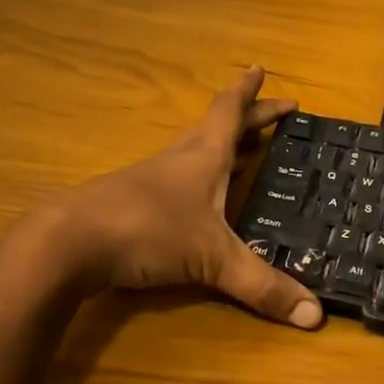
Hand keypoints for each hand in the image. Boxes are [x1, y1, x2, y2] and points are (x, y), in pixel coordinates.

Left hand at [5, 67, 322, 328]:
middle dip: (248, 117)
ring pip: (194, 150)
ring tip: (243, 149)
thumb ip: (262, 286)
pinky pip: (176, 178)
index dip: (249, 92)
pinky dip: (198, 176)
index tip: (260, 68)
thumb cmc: (149, 232)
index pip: (230, 111)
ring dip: (221, 144)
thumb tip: (316, 315)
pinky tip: (200, 197)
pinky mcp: (132, 202)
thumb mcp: (213, 260)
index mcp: (204, 155)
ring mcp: (152, 179)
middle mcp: (180, 158)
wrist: (67, 244)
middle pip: (217, 126)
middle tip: (272, 110)